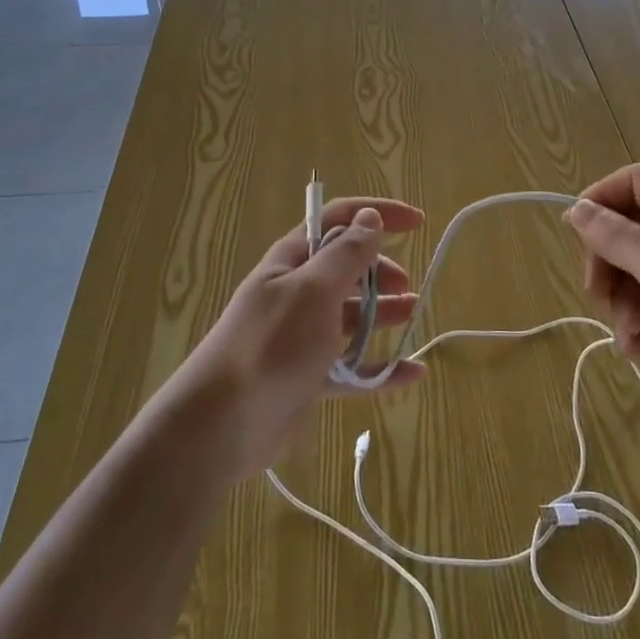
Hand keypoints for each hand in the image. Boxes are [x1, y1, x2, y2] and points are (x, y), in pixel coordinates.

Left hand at [169, 198, 427, 480]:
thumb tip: (370, 217)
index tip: (417, 222)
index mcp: (292, 261)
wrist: (221, 423)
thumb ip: (346, 253)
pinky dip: (381, 367)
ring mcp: (302, 337)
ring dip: (382, 312)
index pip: (338, 220)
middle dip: (379, 269)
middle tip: (406, 286)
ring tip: (412, 314)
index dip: (377, 214)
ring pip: (350, 316)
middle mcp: (297, 293)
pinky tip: (412, 373)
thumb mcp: (313, 289)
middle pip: (346, 269)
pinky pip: (352, 366)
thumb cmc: (272, 344)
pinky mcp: (308, 377)